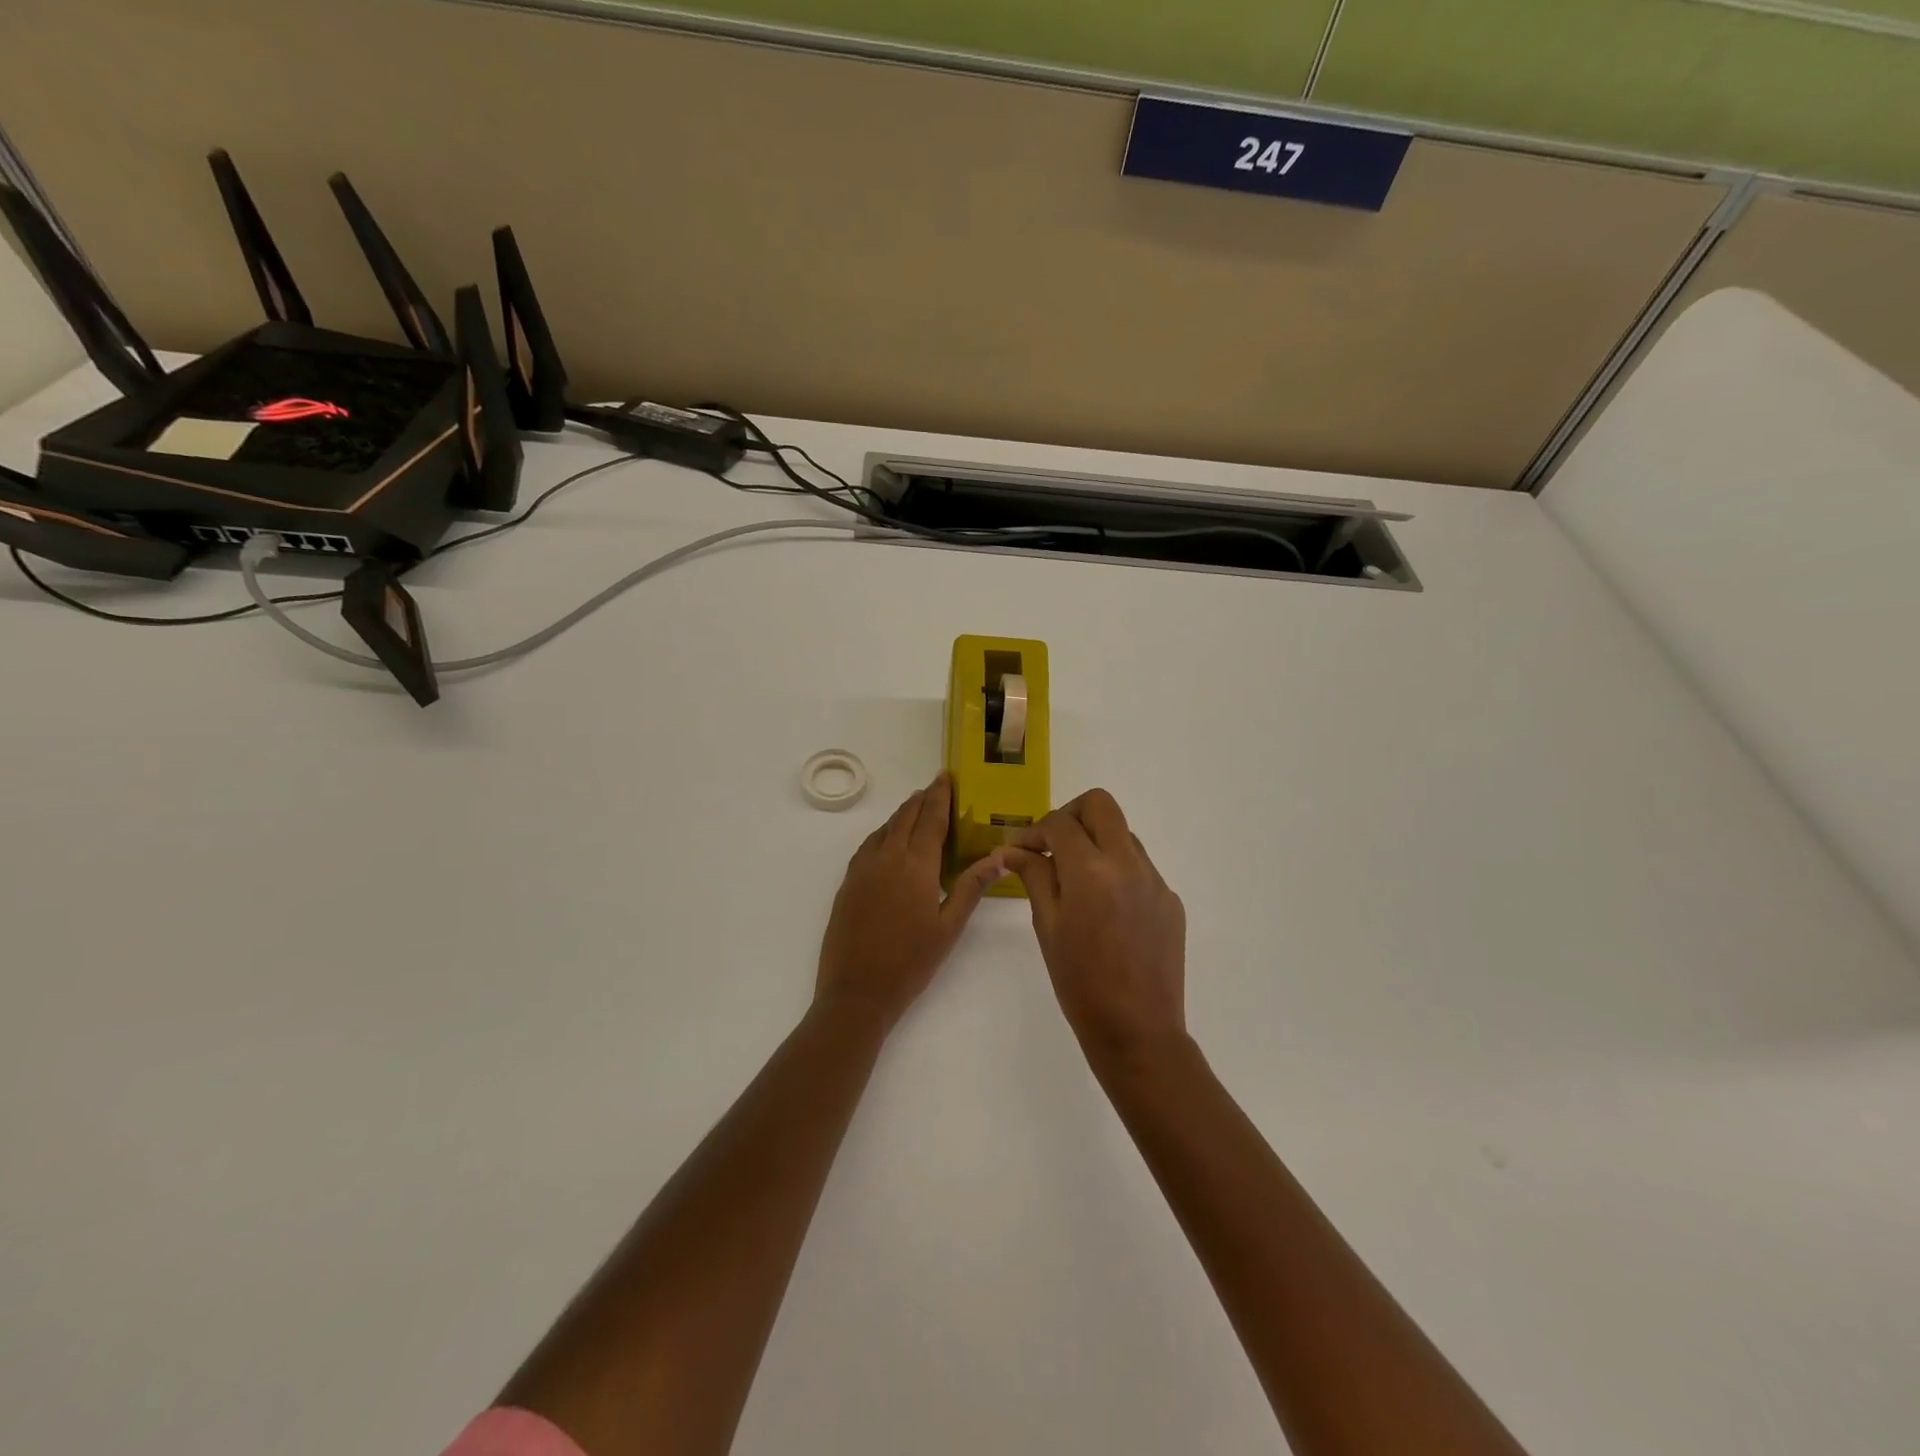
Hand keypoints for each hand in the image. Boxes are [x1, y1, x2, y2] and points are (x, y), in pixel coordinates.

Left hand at [816, 773, 1006, 1031]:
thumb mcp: (949, 927)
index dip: (940, 796)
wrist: (857, 991)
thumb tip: (998, 857)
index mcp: (916, 865)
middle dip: (921, 799)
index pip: (931, 819)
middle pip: (906, 817)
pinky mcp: (848, 883)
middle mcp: (887, 858)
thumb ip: (971, 888)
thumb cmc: (911, 962)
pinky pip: (868, 846)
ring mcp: (863, 869)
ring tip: (915, 807)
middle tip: (934, 786)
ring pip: (884, 829)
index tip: (945, 776)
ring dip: (902, 814)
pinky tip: (887, 840)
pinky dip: (882, 833)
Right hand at [1003, 789, 1186, 1063]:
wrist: (1138, 1032)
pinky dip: (1117, 871)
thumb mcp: (1048, 927)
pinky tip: (1105, 908)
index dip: (1034, 830)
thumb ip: (1033, 878)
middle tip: (1052, 845)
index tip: (1020, 850)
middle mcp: (1129, 864)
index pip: (1060, 823)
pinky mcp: (1170, 900)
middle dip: (1070, 815)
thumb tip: (1012, 850)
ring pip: (1123, 834)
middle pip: (1101, 805)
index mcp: (1092, 871)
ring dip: (1096, 842)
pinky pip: (1140, 867)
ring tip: (1076, 879)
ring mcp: (1156, 881)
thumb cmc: (1080, 984)